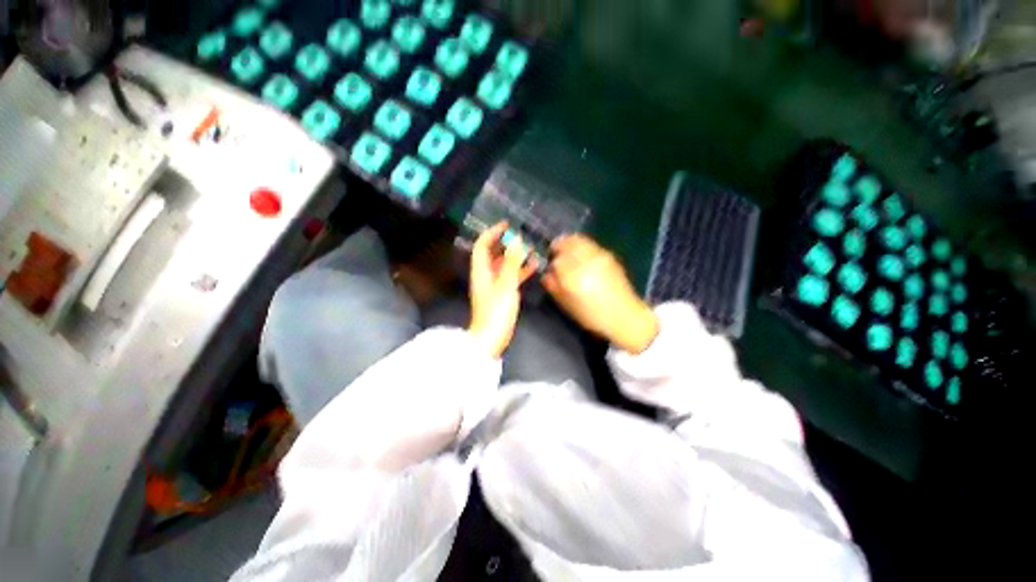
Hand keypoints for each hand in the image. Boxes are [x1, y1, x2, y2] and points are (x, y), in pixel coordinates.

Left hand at [468, 222, 536, 357]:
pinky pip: (511, 277)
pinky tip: (534, 266)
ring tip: (531, 248)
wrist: (491, 338)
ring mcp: (494, 285)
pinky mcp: (502, 294)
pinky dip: (520, 271)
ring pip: (504, 265)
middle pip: (493, 253)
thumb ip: (512, 262)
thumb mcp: (506, 284)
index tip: (507, 224)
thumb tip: (515, 239)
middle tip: (522, 235)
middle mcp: (486, 275)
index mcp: (481, 270)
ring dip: (516, 256)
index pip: (482, 245)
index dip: (492, 232)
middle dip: (506, 242)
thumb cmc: (496, 311)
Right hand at [543, 235, 658, 353]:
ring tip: (567, 251)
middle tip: (554, 252)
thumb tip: (546, 274)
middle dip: (558, 246)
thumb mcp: (566, 305)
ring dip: (569, 243)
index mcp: (572, 277)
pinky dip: (581, 245)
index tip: (549, 268)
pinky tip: (581, 256)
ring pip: (578, 240)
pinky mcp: (608, 255)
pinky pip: (589, 244)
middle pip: (566, 243)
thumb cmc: (591, 315)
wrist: (624, 315)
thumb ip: (553, 286)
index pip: (555, 261)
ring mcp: (598, 256)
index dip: (550, 263)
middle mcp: (584, 261)